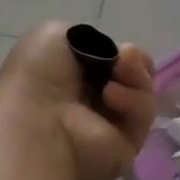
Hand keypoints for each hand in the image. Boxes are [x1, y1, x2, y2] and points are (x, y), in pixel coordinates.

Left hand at [0, 23, 155, 179]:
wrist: (36, 121)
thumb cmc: (37, 76)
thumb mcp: (52, 35)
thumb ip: (88, 38)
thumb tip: (111, 55)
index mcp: (75, 77)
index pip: (115, 60)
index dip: (122, 51)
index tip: (117, 47)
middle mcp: (95, 100)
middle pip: (137, 74)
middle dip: (135, 61)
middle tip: (124, 58)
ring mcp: (112, 124)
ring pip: (144, 91)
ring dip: (135, 76)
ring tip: (114, 77)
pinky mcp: (128, 143)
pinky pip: (144, 114)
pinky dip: (132, 101)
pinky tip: (111, 97)